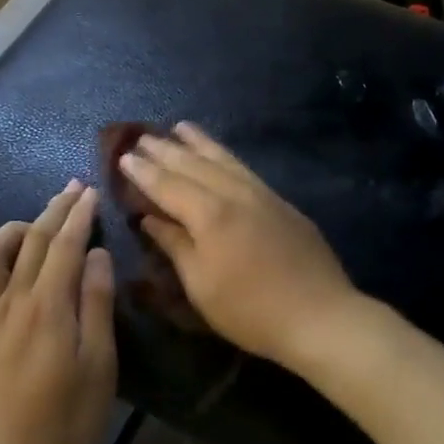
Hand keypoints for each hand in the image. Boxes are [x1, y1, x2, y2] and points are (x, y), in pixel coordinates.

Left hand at [0, 181, 117, 443]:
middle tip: (76, 188)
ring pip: (1, 250)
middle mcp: (15, 300)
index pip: (65, 245)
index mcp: (49, 307)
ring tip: (45, 216)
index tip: (93, 192)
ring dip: (24, 224)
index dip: (80, 216)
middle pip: (35, 239)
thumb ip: (97, 305)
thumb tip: (97, 254)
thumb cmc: (67, 421)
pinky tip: (14, 251)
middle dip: (56, 209)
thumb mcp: (98, 366)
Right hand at [117, 123, 360, 370]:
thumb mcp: (201, 285)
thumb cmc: (250, 310)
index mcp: (210, 215)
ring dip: (198, 143)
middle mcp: (234, 194)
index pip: (168, 185)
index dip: (144, 172)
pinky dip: (226, 156)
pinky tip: (221, 155)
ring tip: (180, 127)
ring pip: (224, 159)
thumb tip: (150, 218)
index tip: (124, 157)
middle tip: (142, 137)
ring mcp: (262, 195)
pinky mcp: (281, 203)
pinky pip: (244, 168)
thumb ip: (175, 245)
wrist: (320, 315)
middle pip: (194, 165)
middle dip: (165, 150)